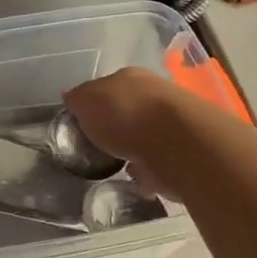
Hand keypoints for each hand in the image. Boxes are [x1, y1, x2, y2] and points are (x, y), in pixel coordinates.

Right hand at [63, 67, 188, 197]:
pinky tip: (139, 180)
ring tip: (118, 166)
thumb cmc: (124, 114)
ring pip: (146, 134)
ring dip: (134, 148)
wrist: (176, 143)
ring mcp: (172, 122)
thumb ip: (77, 99)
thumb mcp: (86, 101)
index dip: (93, 104)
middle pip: (128, 109)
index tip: (83, 124)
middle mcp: (154, 93)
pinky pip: (158, 161)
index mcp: (129, 76)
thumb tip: (72, 98)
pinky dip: (149, 170)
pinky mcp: (184, 151)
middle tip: (100, 146)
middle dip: (116, 126)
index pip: (106, 87)